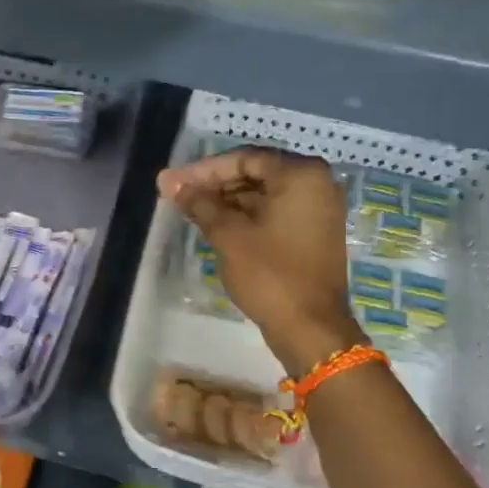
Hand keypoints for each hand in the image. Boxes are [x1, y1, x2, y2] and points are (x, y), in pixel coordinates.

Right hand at [158, 147, 363, 374]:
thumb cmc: (270, 274)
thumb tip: (169, 181)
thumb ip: (199, 203)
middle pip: (256, 173)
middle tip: (178, 195)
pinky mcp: (315, 231)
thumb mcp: (229, 235)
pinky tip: (217, 224)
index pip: (244, 159)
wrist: (310, 328)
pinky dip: (247, 215)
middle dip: (215, 184)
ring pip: (265, 193)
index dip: (204, 170)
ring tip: (191, 210)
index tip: (173, 182)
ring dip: (229, 200)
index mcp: (301, 174)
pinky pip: (276, 211)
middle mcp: (317, 183)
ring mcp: (319, 208)